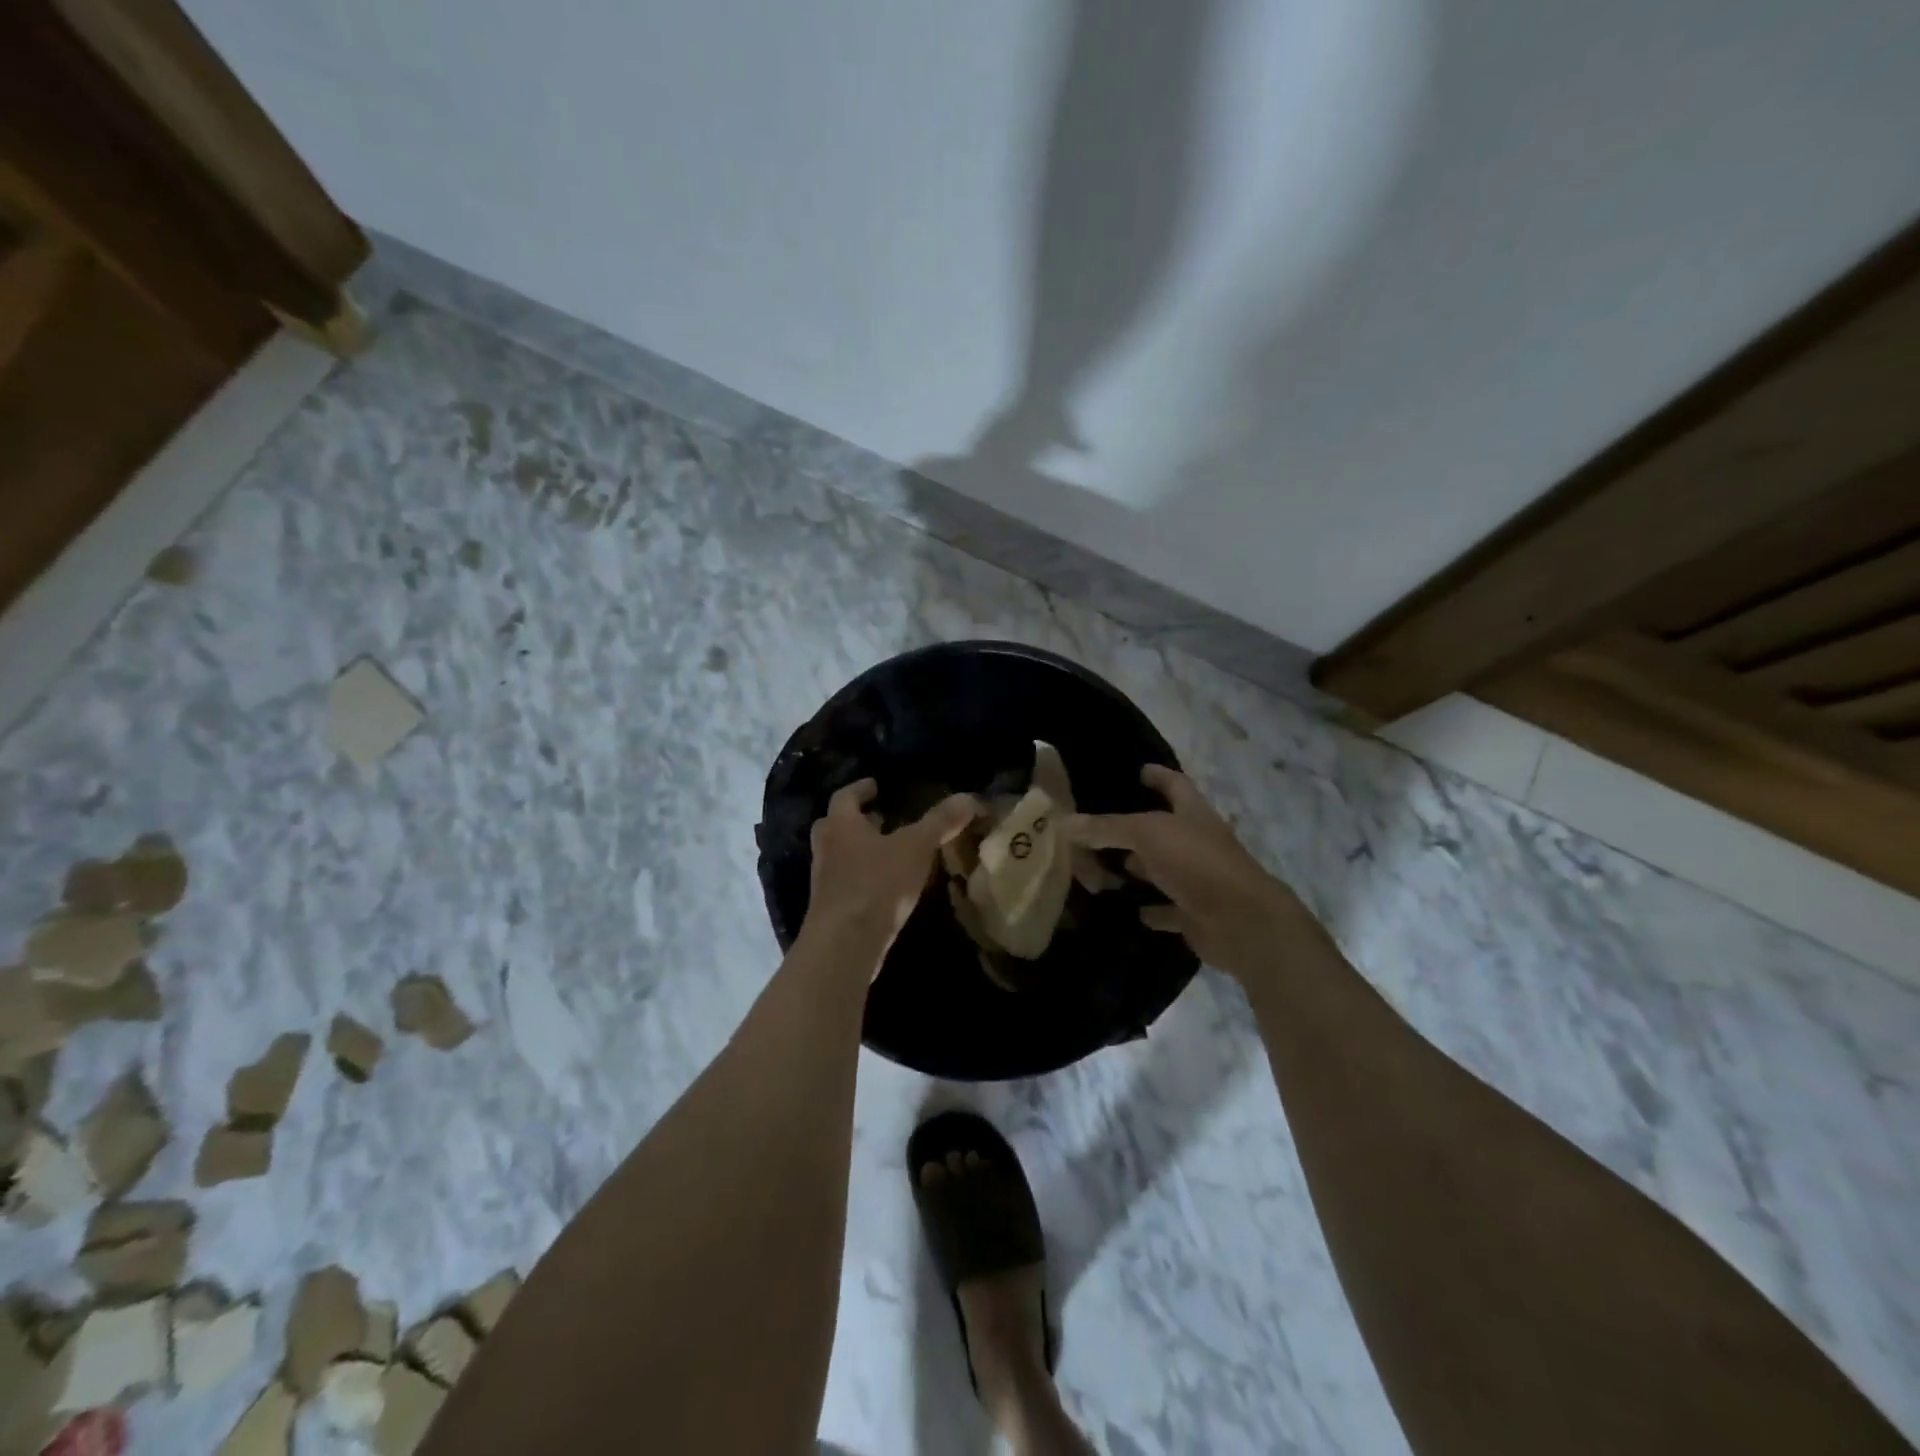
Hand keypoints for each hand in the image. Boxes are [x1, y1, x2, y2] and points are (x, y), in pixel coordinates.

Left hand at [803, 779, 979, 971]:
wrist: (845, 944)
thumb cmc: (877, 884)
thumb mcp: (916, 847)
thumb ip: (940, 822)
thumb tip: (969, 797)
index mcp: (841, 825)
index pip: (845, 796)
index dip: (860, 789)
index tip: (874, 785)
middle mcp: (827, 849)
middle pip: (834, 826)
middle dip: (856, 820)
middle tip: (879, 818)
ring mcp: (824, 882)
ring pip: (838, 856)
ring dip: (858, 850)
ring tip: (887, 852)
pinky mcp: (830, 911)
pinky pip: (844, 884)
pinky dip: (861, 878)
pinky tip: (884, 888)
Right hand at [1070, 765, 1310, 979]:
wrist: (1241, 922)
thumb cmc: (1197, 863)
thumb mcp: (1147, 834)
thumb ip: (1107, 828)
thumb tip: (1065, 823)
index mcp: (1193, 814)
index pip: (1175, 785)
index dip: (1158, 775)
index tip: (1139, 770)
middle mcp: (1198, 843)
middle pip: (1165, 829)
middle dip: (1137, 826)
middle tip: (1101, 827)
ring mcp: (1199, 879)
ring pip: (1164, 869)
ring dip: (1141, 868)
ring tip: (1104, 867)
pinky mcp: (1196, 914)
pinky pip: (1169, 909)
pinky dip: (1153, 909)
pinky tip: (1131, 909)